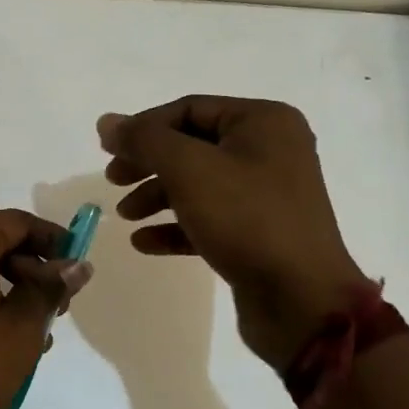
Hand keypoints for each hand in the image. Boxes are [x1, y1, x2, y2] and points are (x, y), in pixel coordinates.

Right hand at [97, 97, 366, 366]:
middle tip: (113, 181)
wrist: (302, 299)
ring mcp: (266, 194)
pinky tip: (144, 242)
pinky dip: (175, 226)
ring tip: (126, 216)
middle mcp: (270, 151)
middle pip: (190, 146)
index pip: (188, 109)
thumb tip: (106, 121)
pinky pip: (208, 219)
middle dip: (147, 163)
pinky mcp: (259, 233)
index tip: (107, 151)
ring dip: (156, 196)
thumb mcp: (188, 169)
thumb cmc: (246, 219)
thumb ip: (144, 140)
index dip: (143, 127)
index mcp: (263, 122)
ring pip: (197, 184)